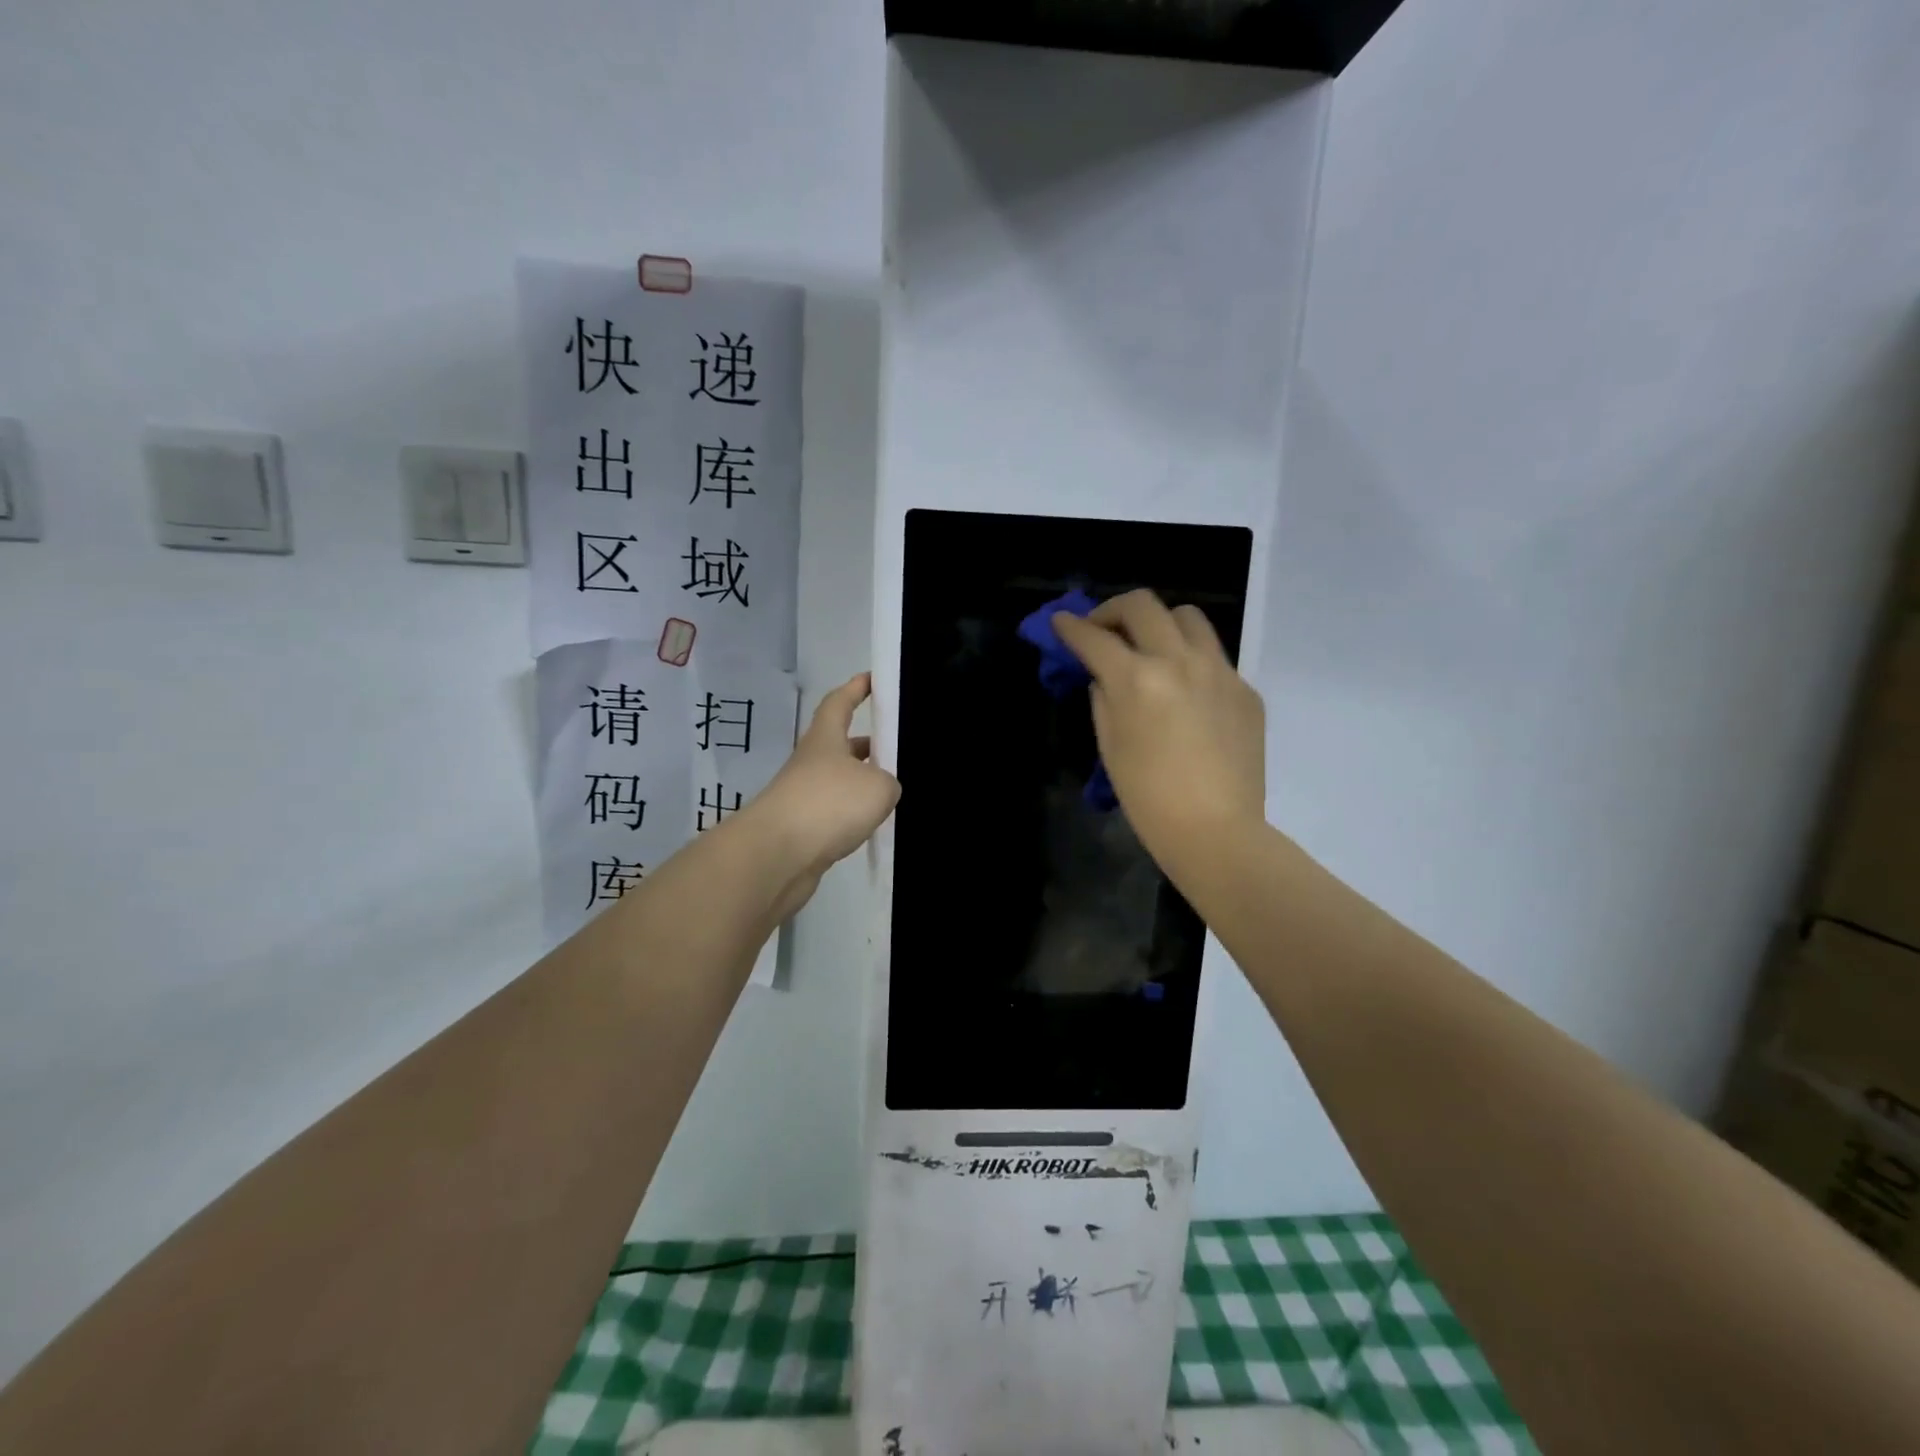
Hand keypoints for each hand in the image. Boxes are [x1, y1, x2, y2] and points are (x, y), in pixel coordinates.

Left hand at [744, 673, 899, 916]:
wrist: (777, 855)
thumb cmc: (829, 804)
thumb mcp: (879, 787)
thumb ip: (889, 782)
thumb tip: (882, 791)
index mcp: (826, 739)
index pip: (839, 702)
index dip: (855, 688)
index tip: (871, 679)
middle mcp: (811, 762)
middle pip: (840, 745)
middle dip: (867, 744)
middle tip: (896, 747)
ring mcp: (803, 796)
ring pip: (839, 781)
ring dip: (862, 783)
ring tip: (894, 791)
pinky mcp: (802, 829)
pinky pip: (834, 813)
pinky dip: (853, 815)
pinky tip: (873, 826)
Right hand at [1051, 591, 1265, 876]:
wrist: (1217, 830)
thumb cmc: (1149, 798)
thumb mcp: (1110, 746)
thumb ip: (1104, 699)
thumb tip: (1105, 676)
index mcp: (1137, 679)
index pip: (1094, 637)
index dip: (1070, 626)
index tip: (1060, 622)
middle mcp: (1180, 661)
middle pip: (1142, 605)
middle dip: (1112, 610)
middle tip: (1102, 629)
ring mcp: (1219, 671)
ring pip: (1188, 617)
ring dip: (1159, 623)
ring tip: (1149, 647)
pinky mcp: (1245, 689)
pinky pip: (1214, 656)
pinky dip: (1190, 660)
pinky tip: (1185, 693)